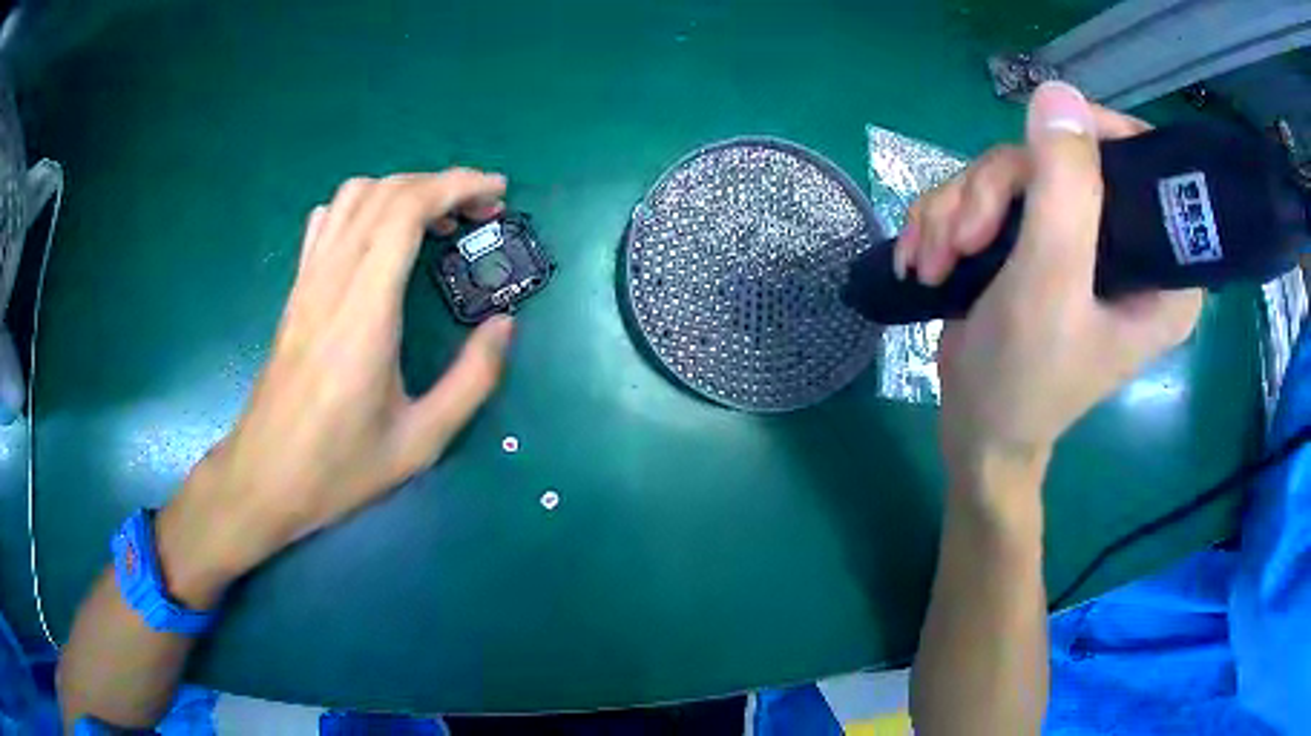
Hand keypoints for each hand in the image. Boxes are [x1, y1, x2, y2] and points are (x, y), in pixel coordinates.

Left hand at [157, 169, 514, 606]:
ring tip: (436, 219)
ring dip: (402, 190)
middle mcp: (333, 281)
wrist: (263, 478)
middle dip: (441, 184)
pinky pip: (327, 221)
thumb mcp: (421, 442)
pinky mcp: (296, 292)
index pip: (406, 210)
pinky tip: (380, 237)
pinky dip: (363, 207)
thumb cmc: (339, 468)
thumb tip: (504, 324)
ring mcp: (308, 282)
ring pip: (352, 197)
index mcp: (365, 312)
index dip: (457, 186)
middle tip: (481, 211)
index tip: (498, 193)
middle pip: (385, 192)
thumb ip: (473, 380)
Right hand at [897, 82, 1202, 487]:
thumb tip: (1057, 94)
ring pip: (1017, 172)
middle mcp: (1126, 244)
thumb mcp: (1048, 286)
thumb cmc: (1022, 380)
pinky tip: (925, 257)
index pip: (1144, 163)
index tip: (1036, 150)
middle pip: (1063, 160)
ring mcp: (1078, 238)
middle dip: (995, 191)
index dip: (1091, 138)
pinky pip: (992, 193)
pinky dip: (949, 218)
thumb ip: (1064, 191)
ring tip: (931, 260)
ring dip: (960, 208)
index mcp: (1159, 267)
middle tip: (960, 238)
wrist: (973, 429)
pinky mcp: (1038, 240)